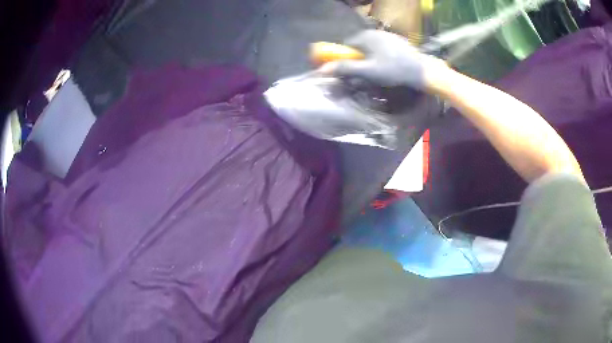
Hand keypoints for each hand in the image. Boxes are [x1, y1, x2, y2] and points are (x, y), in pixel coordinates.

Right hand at [320, 30, 447, 90]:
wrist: (422, 71)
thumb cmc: (394, 70)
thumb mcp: (368, 72)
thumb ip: (346, 69)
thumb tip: (323, 69)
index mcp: (366, 36)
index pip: (346, 45)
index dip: (345, 58)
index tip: (349, 70)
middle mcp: (375, 32)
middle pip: (358, 46)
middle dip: (358, 58)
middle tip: (365, 73)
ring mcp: (387, 35)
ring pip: (371, 47)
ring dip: (369, 57)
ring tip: (378, 71)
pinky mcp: (397, 41)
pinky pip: (382, 47)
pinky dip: (381, 55)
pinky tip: (389, 65)